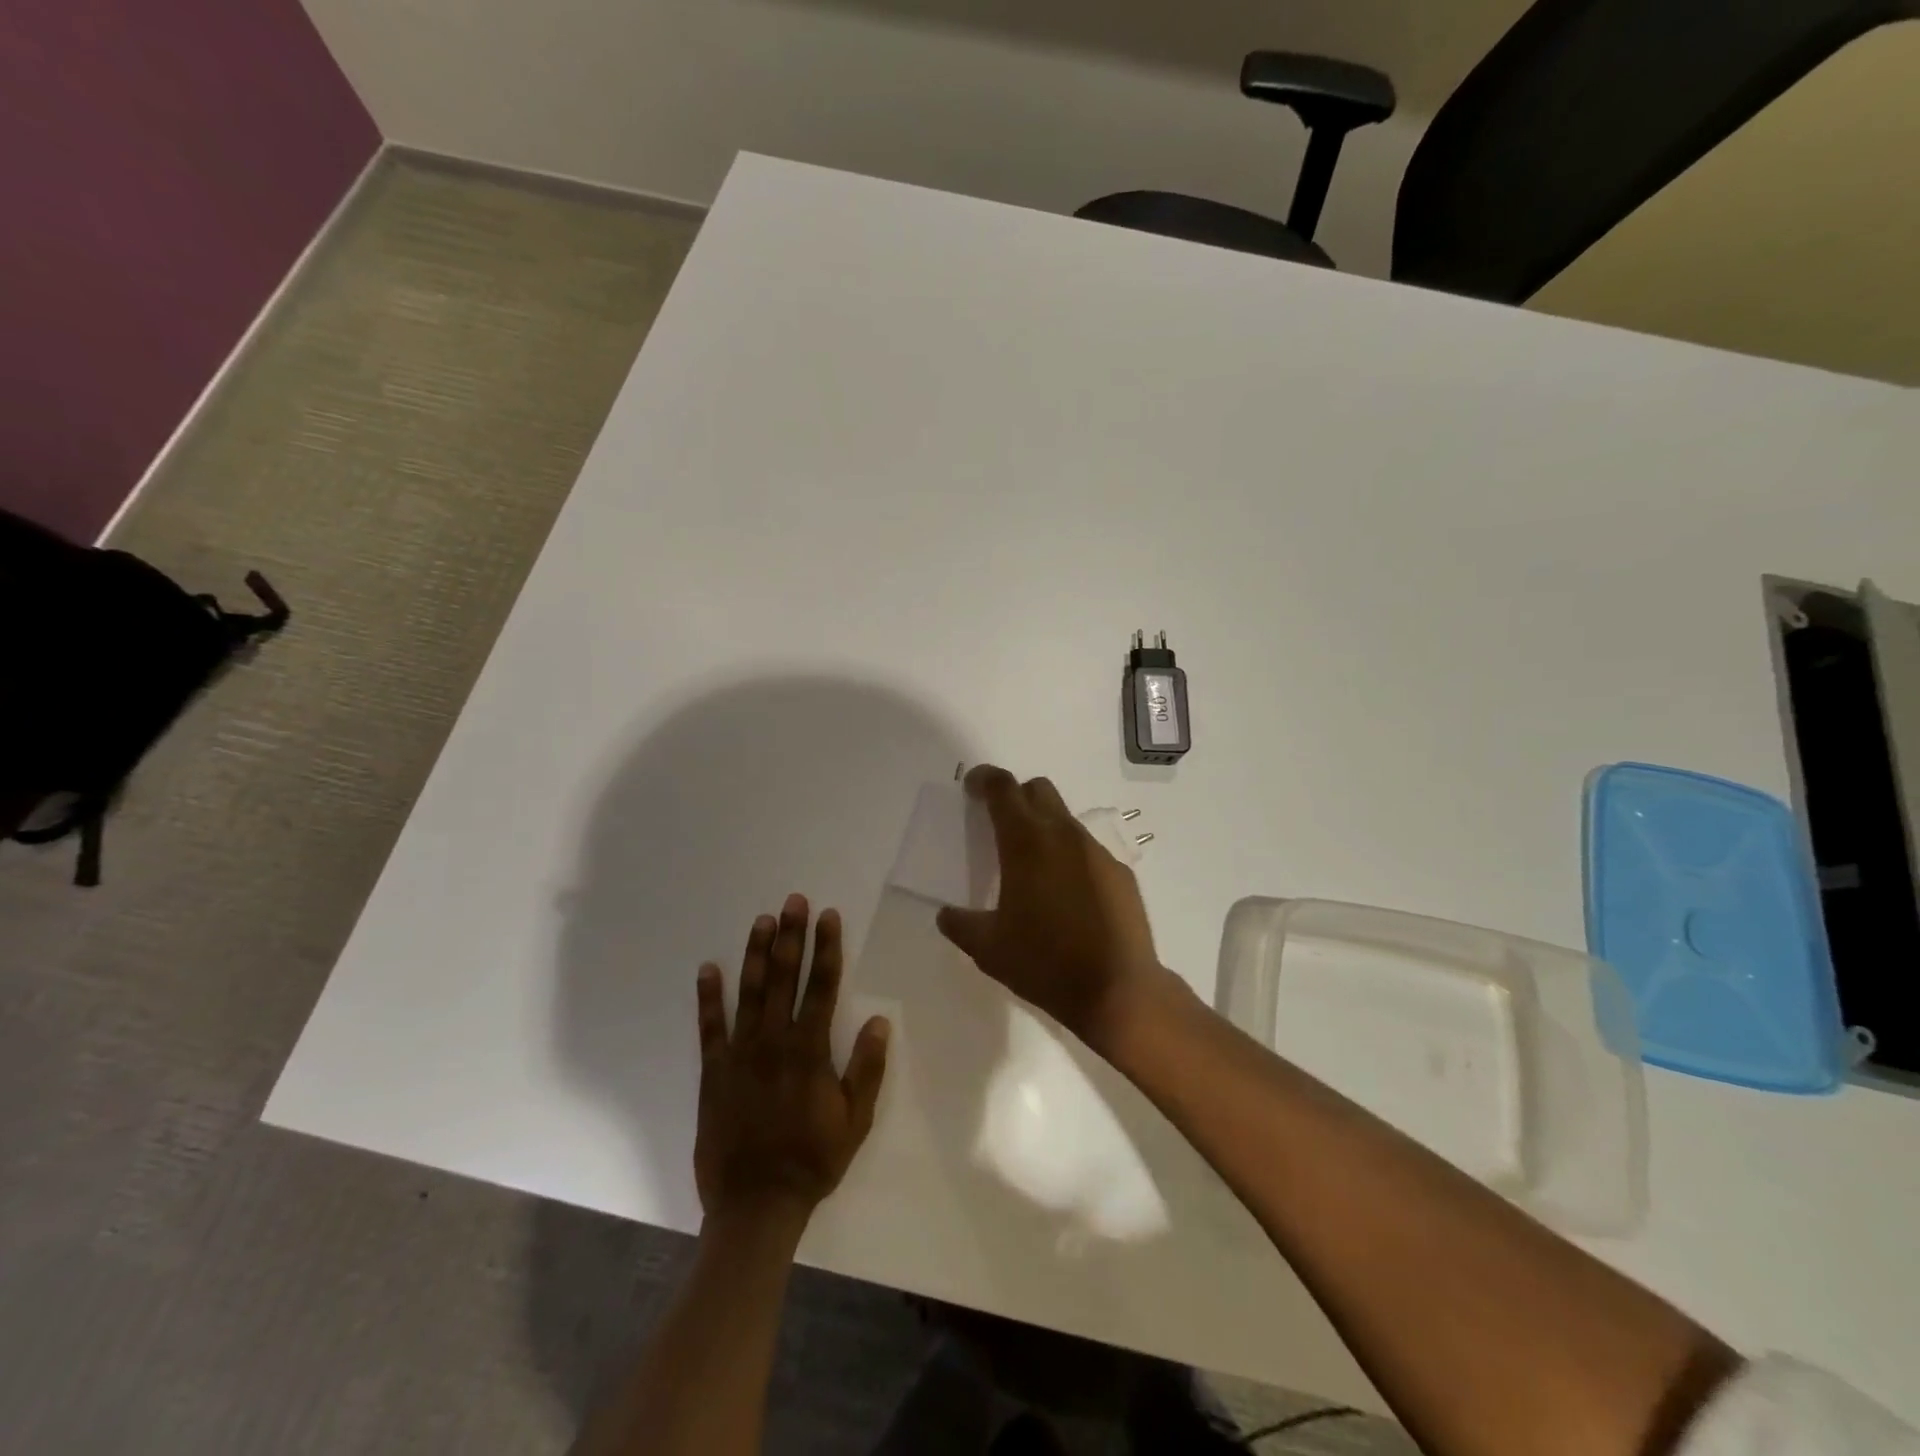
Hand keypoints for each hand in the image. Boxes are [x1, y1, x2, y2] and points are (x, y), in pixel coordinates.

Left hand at [695, 894, 889, 1225]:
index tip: (828, 916)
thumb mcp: (855, 1120)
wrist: (756, 1205)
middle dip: (791, 936)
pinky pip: (710, 1027)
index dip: (827, 948)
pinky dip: (708, 997)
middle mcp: (775, 1041)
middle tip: (794, 901)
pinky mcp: (714, 1071)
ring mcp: (741, 1054)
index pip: (823, 986)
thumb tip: (880, 1020)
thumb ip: (867, 1068)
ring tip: (762, 920)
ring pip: (750, 992)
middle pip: (785, 978)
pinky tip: (708, 968)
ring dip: (757, 954)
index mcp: (810, 1050)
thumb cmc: (812, 1161)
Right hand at [935, 765, 1170, 1049]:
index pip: (1003, 789)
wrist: (1117, 990)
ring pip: (1065, 820)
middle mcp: (1063, 835)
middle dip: (1016, 796)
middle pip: (1039, 790)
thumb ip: (960, 925)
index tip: (973, 785)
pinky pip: (1088, 851)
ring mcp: (1097, 852)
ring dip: (1045, 828)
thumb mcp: (988, 949)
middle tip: (1000, 823)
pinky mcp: (1120, 873)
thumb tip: (946, 915)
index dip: (985, 779)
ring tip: (1033, 868)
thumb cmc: (1045, 963)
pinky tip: (1068, 896)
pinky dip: (1071, 858)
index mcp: (1026, 843)